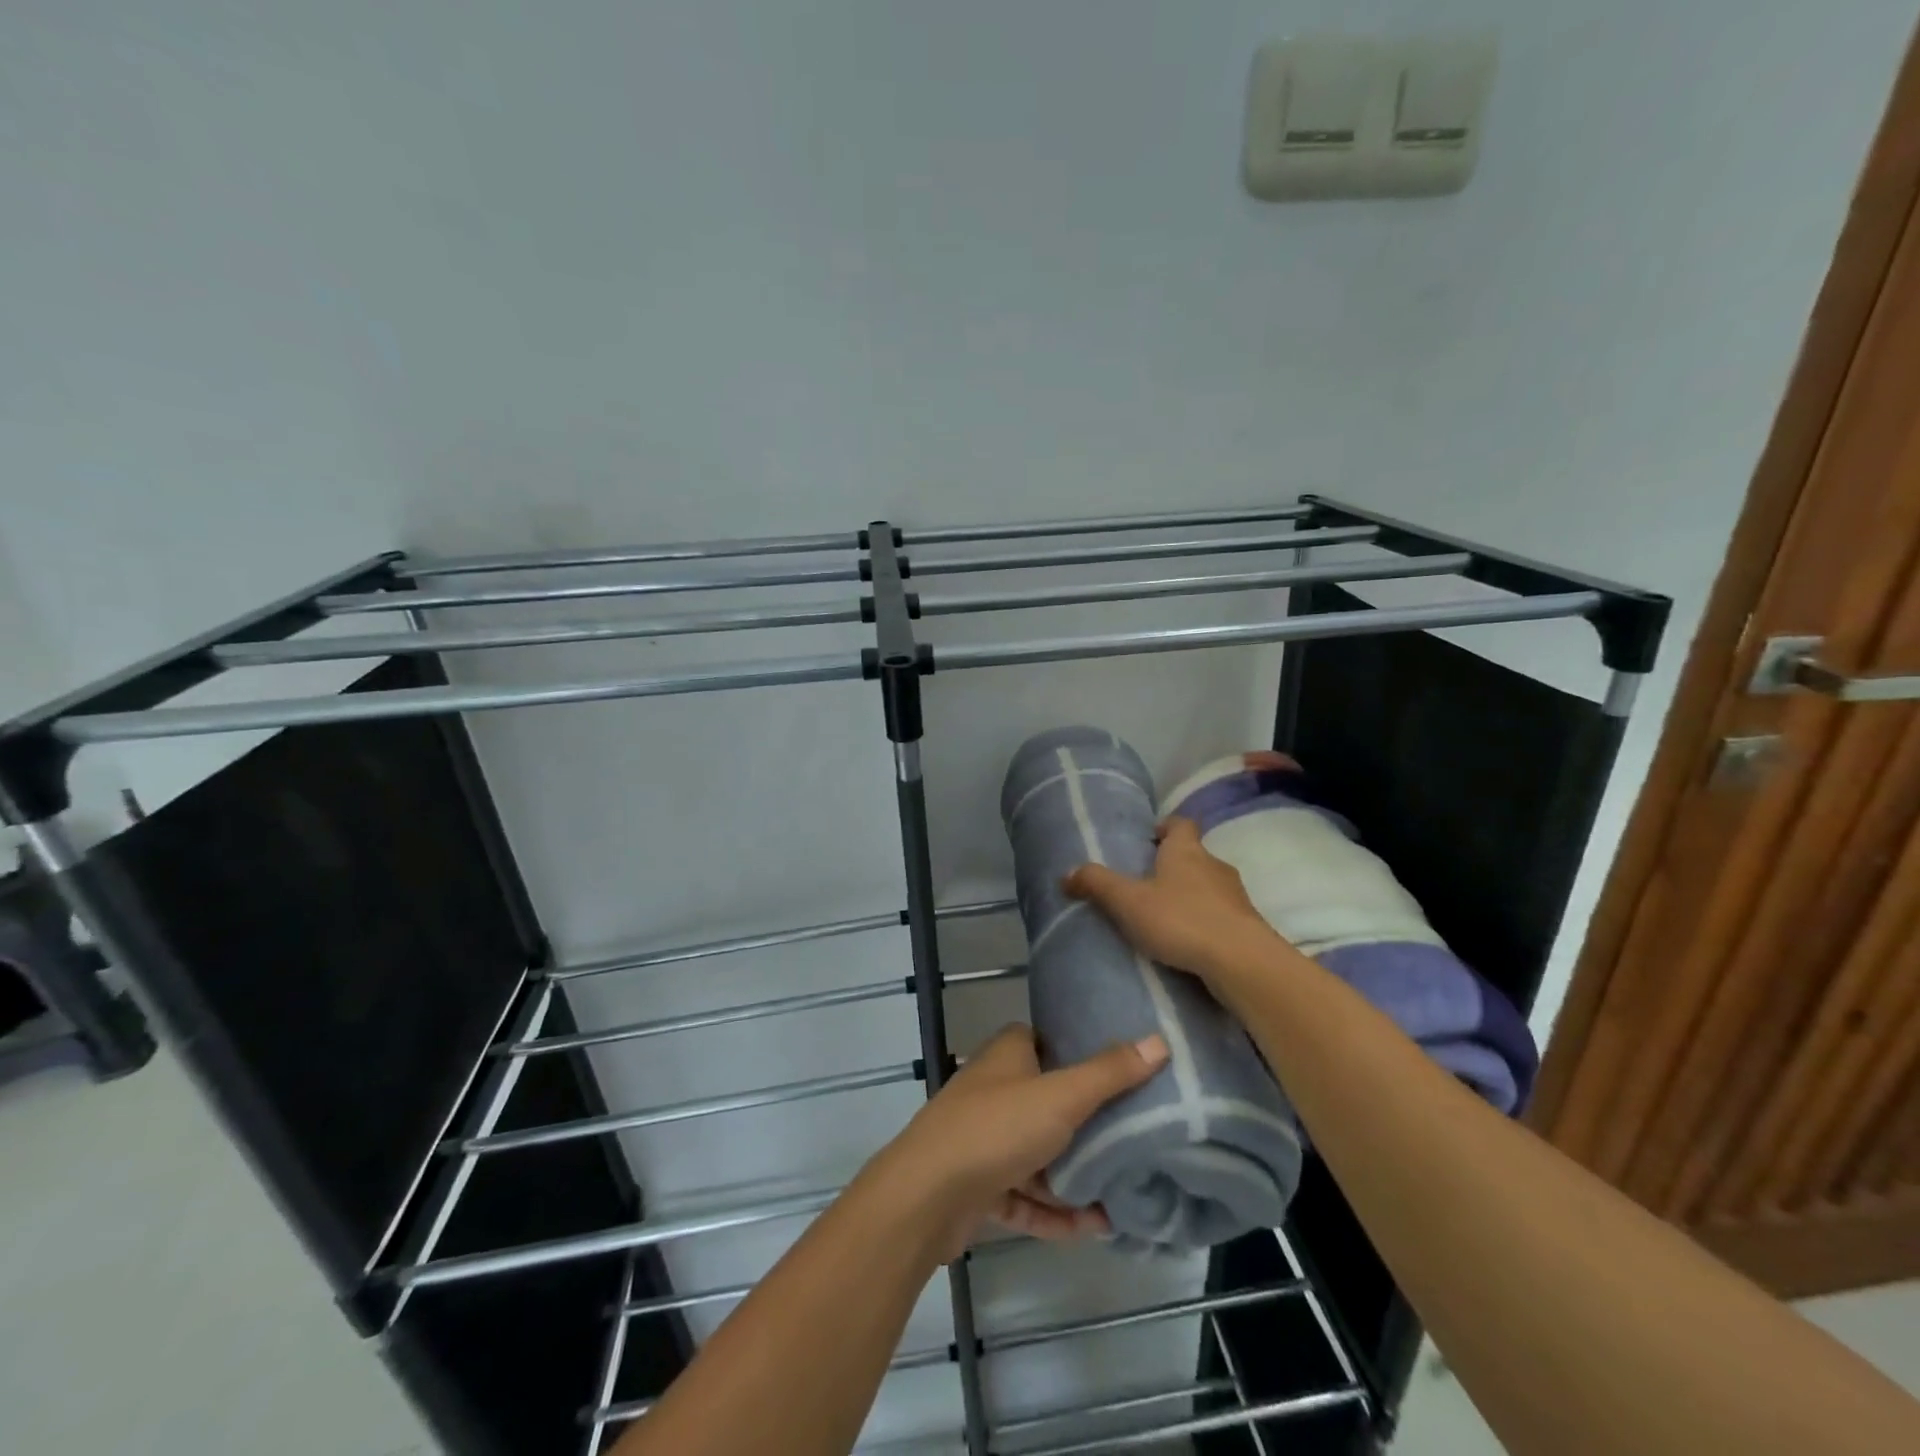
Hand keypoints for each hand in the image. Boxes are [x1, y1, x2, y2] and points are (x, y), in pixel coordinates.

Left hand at [871, 1024, 1167, 1261]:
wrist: (926, 1196)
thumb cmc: (996, 1128)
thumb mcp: (1061, 1097)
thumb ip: (1110, 1073)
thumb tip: (1159, 1040)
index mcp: (1008, 1055)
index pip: (1048, 1042)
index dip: (1082, 1053)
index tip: (1125, 1072)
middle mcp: (994, 1089)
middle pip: (1048, 1100)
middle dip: (1087, 1124)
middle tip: (1135, 1138)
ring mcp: (983, 1138)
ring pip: (1038, 1153)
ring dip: (1075, 1175)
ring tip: (1124, 1192)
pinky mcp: (978, 1185)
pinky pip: (1025, 1195)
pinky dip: (1054, 1210)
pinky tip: (1093, 1228)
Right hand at [1062, 816, 1281, 982]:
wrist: (1242, 962)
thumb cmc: (1181, 920)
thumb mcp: (1128, 901)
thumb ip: (1097, 884)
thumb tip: (1066, 873)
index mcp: (1186, 851)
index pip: (1181, 824)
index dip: (1166, 827)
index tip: (1150, 838)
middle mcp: (1214, 866)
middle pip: (1194, 856)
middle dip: (1173, 866)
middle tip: (1147, 882)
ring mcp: (1236, 897)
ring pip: (1209, 887)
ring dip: (1190, 896)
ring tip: (1165, 917)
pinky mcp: (1248, 927)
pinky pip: (1221, 916)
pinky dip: (1205, 922)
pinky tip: (1188, 943)